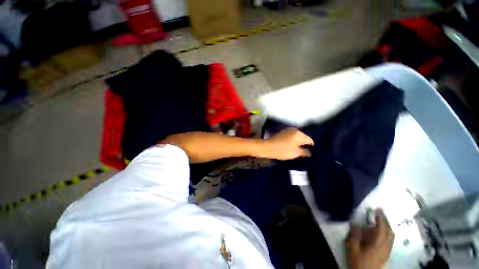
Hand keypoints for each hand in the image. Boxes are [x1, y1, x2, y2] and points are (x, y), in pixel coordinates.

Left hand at [264, 128, 313, 159]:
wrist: (267, 147)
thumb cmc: (282, 150)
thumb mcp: (296, 153)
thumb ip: (305, 152)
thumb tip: (310, 152)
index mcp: (299, 134)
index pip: (310, 140)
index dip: (311, 148)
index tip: (310, 154)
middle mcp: (294, 130)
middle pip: (303, 138)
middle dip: (304, 145)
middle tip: (303, 154)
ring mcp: (288, 131)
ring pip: (296, 138)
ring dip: (297, 143)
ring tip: (296, 151)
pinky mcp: (282, 133)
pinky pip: (291, 137)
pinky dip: (292, 142)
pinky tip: (290, 147)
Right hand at [346, 209, 394, 268]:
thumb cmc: (359, 261)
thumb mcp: (353, 248)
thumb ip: (355, 235)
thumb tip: (356, 224)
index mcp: (378, 243)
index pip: (382, 228)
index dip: (380, 217)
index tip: (377, 209)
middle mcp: (386, 246)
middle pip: (389, 231)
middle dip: (385, 220)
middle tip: (379, 212)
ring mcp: (388, 250)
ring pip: (391, 236)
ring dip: (387, 226)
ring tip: (381, 220)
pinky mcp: (387, 254)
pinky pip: (390, 240)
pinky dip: (387, 232)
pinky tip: (381, 232)